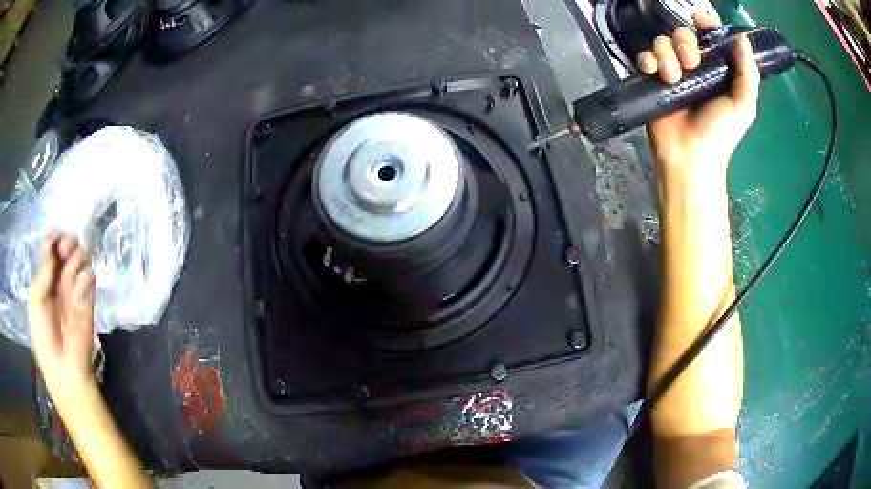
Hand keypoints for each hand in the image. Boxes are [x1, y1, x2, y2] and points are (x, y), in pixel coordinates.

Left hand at [27, 232, 96, 401]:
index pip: (50, 252)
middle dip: (66, 243)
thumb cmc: (43, 338)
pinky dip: (85, 276)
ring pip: (79, 259)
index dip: (52, 239)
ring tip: (72, 267)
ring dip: (76, 256)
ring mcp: (75, 291)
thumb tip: (51, 248)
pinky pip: (89, 278)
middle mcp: (60, 282)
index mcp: (45, 282)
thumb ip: (42, 274)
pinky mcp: (89, 301)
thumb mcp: (35, 303)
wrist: (64, 369)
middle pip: (65, 250)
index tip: (53, 236)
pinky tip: (80, 286)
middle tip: (64, 248)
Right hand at [637, 12, 760, 176]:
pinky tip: (654, 74)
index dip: (704, 24)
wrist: (691, 156)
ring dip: (666, 55)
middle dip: (684, 43)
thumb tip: (743, 38)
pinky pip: (644, 56)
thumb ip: (748, 74)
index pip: (708, 36)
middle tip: (690, 64)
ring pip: (662, 42)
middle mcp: (693, 66)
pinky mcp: (652, 79)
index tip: (700, 22)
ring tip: (672, 77)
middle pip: (682, 34)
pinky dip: (647, 60)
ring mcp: (671, 71)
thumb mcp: (743, 106)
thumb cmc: (720, 134)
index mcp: (715, 68)